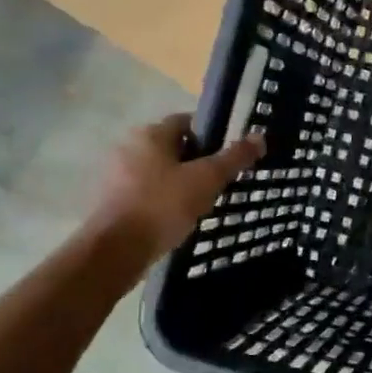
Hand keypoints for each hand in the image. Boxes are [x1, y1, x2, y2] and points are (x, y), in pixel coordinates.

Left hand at [91, 114, 264, 256]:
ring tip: (201, 205)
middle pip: (174, 148)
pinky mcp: (112, 200)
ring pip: (160, 172)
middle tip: (219, 184)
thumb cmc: (163, 206)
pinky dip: (163, 201)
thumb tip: (259, 136)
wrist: (116, 250)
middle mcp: (129, 146)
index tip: (227, 158)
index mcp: (150, 134)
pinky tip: (177, 219)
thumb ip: (234, 157)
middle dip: (197, 163)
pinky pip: (147, 192)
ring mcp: (116, 174)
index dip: (211, 137)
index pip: (187, 122)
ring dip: (181, 184)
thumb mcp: (207, 179)